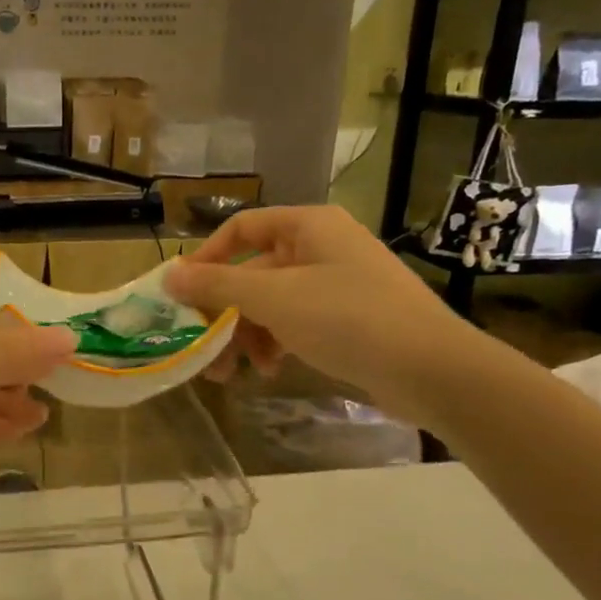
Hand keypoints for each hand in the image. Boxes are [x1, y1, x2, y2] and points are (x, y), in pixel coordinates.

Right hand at [164, 206, 480, 421]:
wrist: (432, 369)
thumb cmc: (347, 318)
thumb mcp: (273, 298)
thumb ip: (217, 285)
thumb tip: (168, 275)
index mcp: (308, 226)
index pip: (241, 228)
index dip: (206, 257)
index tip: (181, 292)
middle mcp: (322, 247)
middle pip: (254, 271)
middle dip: (224, 311)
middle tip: (199, 345)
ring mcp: (338, 283)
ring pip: (272, 301)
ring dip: (245, 334)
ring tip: (228, 372)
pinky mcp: (349, 317)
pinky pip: (296, 321)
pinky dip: (276, 342)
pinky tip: (269, 370)